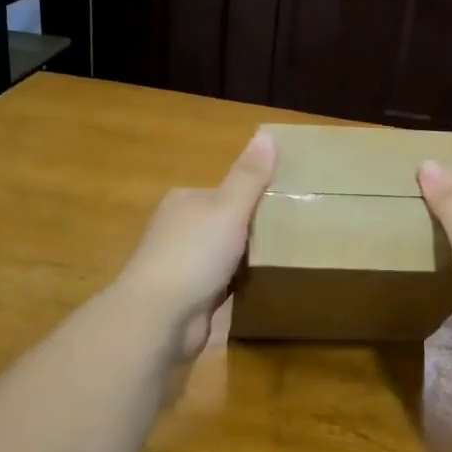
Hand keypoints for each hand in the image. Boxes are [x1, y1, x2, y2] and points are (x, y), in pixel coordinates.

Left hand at [115, 130, 276, 357]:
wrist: (160, 315)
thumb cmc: (194, 253)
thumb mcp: (228, 208)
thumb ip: (249, 176)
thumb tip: (267, 135)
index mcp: (183, 203)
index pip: (223, 194)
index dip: (253, 199)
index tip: (285, 206)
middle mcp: (177, 232)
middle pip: (224, 226)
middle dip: (251, 233)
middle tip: (291, 237)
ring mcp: (180, 268)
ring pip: (222, 258)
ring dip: (245, 263)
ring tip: (284, 263)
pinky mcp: (187, 299)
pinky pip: (221, 287)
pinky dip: (237, 288)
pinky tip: (261, 290)